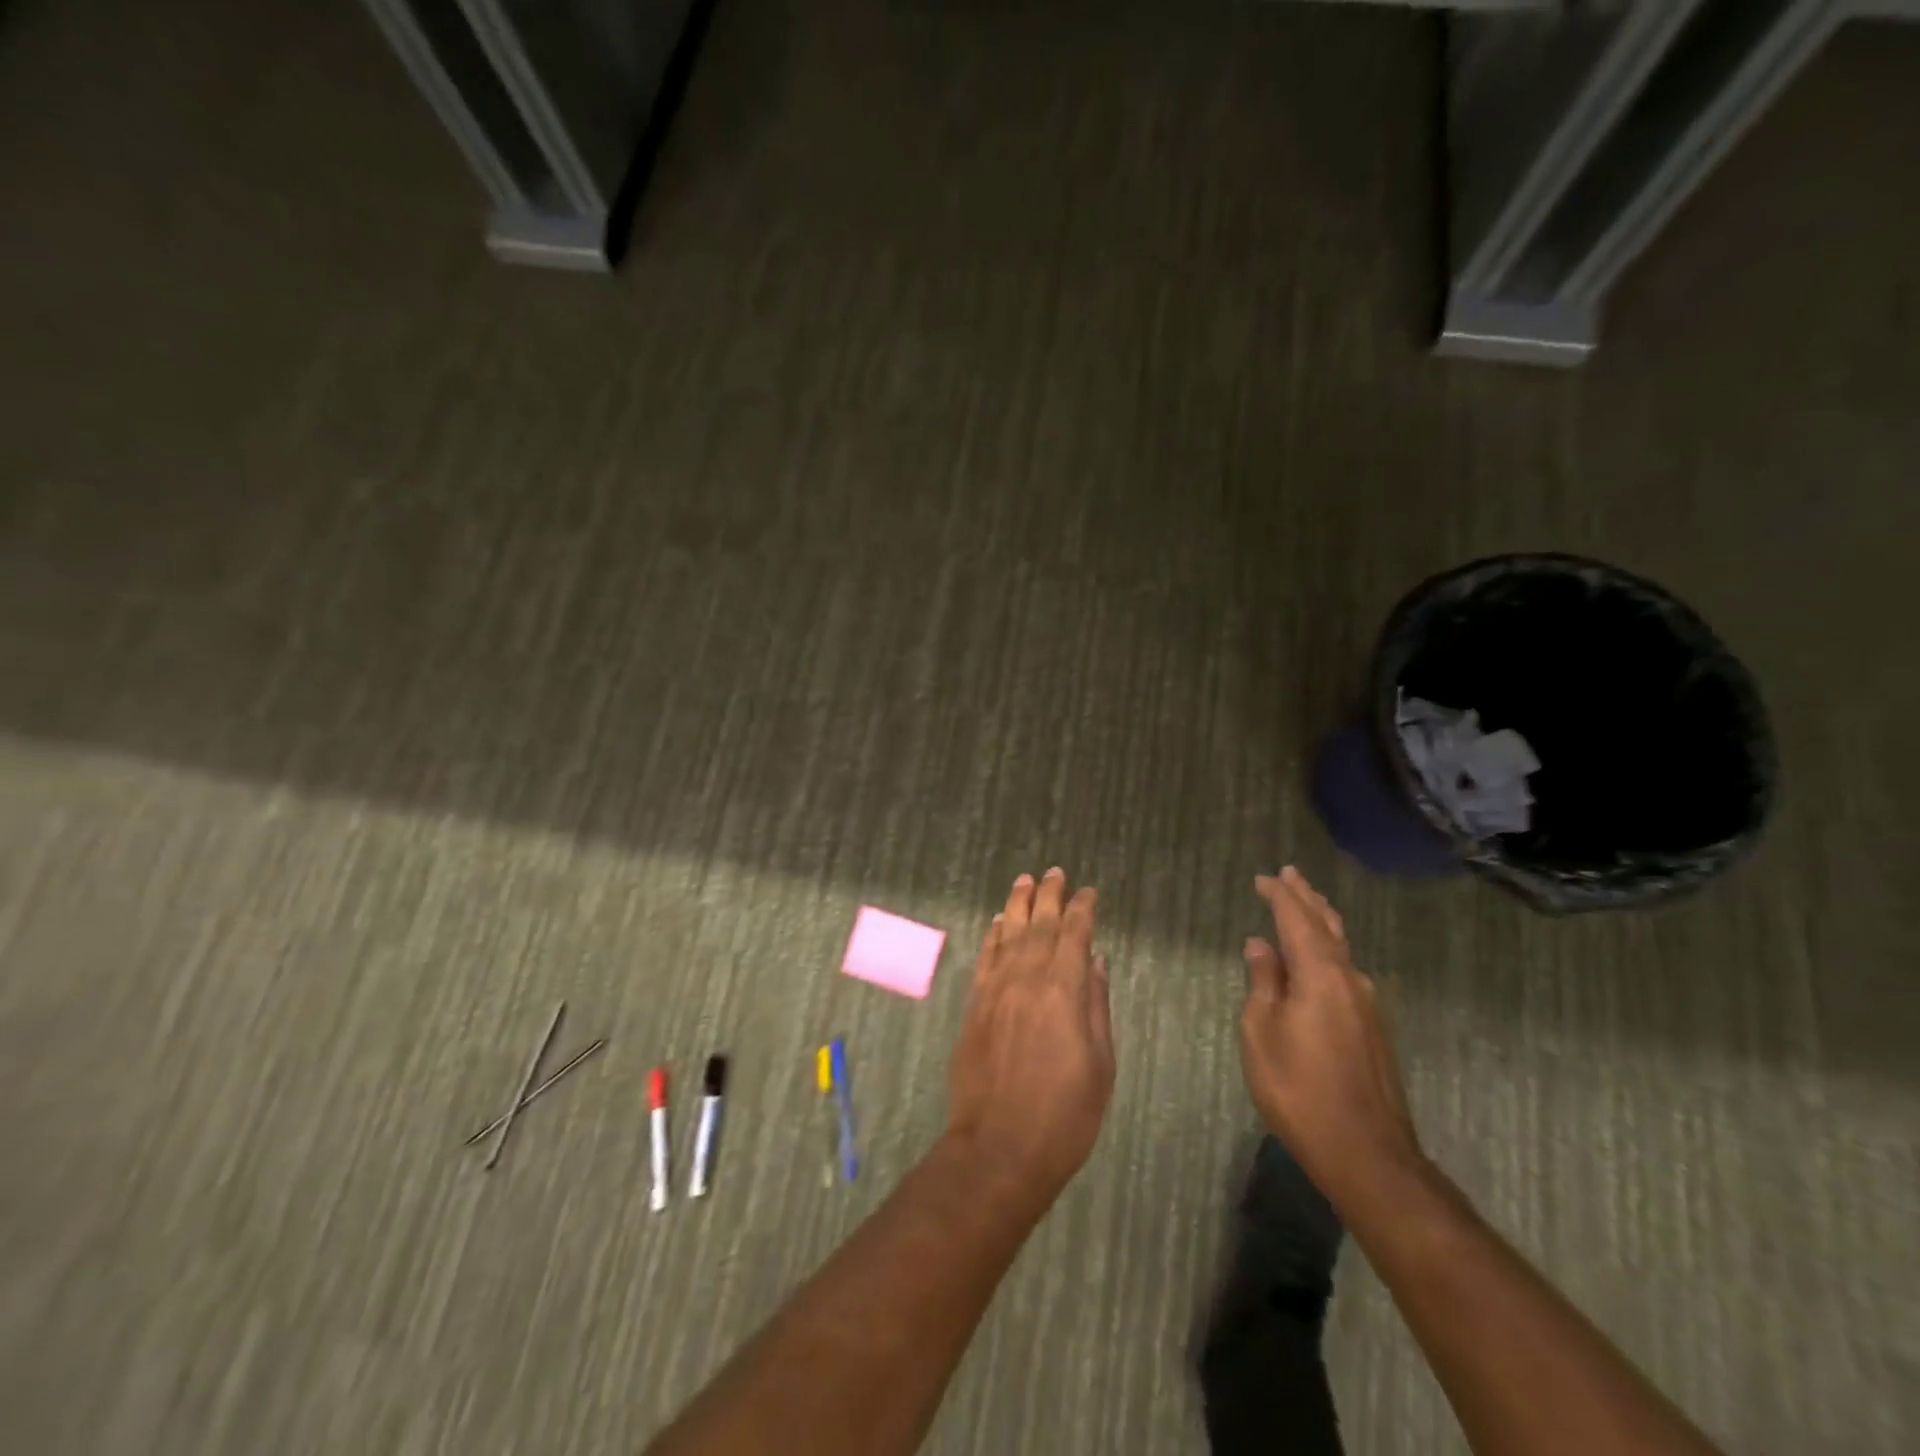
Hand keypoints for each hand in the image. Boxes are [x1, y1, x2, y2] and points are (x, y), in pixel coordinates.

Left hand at [946, 869, 1114, 1213]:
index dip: (1083, 910)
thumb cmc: (1064, 1115)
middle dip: (1049, 896)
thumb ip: (1097, 1006)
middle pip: (1040, 925)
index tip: (1089, 892)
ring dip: (1018, 905)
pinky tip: (998, 923)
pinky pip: (985, 958)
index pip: (1075, 935)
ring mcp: (996, 989)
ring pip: (1009, 934)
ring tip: (1024, 882)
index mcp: (1064, 992)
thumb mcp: (1100, 1065)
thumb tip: (1097, 962)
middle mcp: (1027, 979)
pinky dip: (993, 936)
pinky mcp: (975, 1005)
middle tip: (1055, 873)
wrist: (999, 1147)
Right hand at [1240, 866, 1422, 1212]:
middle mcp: (1349, 980)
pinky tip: (1320, 957)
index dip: (1279, 896)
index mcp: (1320, 975)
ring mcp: (1367, 1005)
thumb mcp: (1262, 1033)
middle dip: (1306, 899)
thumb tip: (1260, 944)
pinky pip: (1346, 970)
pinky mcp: (1373, 1028)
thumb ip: (1263, 983)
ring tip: (1307, 903)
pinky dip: (1328, 949)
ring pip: (1341, 948)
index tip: (1263, 878)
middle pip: (1327, 926)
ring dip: (1321, 921)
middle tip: (1291, 875)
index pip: (1297, 920)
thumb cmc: (1299, 1089)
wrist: (1367, 1153)